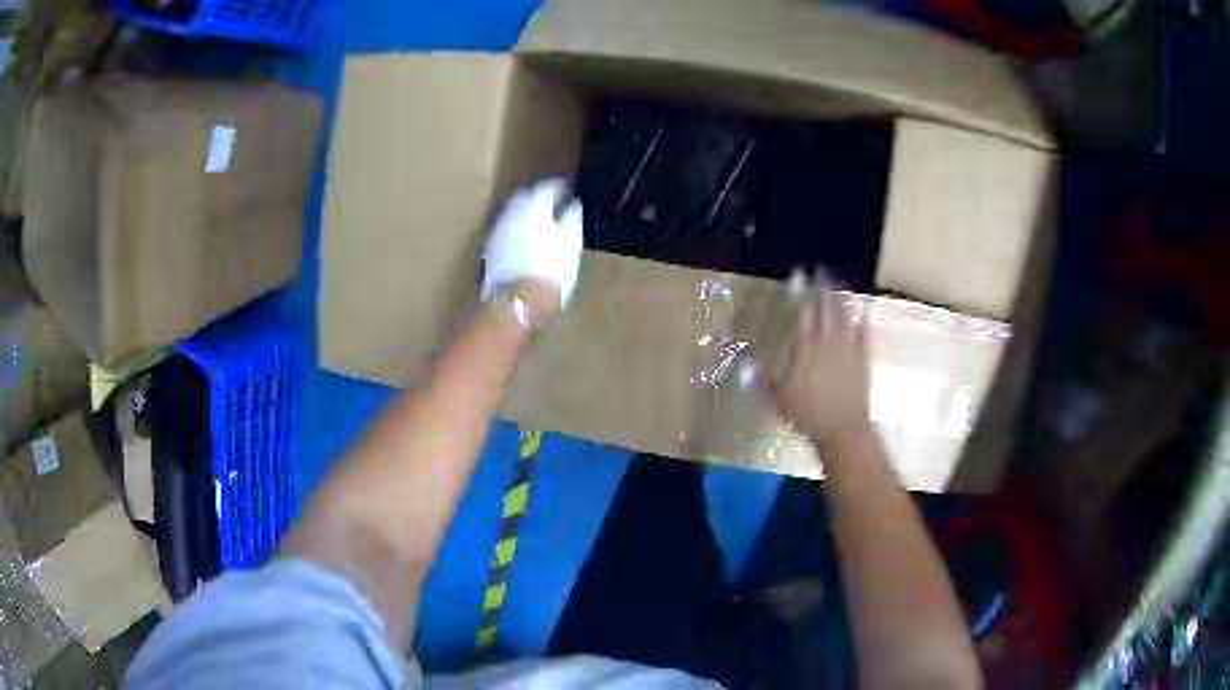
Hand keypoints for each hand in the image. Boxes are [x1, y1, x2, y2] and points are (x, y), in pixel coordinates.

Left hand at [481, 179, 582, 326]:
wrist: (516, 304)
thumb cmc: (550, 271)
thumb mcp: (570, 244)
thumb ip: (571, 220)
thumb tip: (572, 204)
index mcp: (533, 206)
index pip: (547, 187)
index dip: (560, 187)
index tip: (569, 191)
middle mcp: (510, 213)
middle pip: (523, 197)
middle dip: (537, 198)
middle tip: (553, 206)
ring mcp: (496, 233)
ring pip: (512, 215)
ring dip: (525, 216)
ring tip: (540, 225)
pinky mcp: (489, 253)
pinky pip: (505, 233)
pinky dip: (516, 233)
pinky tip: (525, 244)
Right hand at [770, 278, 871, 448]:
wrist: (843, 429)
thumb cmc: (808, 415)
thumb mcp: (778, 399)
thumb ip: (763, 377)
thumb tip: (744, 359)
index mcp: (806, 349)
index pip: (804, 314)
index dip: (802, 293)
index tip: (800, 277)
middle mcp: (828, 343)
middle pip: (826, 309)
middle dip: (823, 288)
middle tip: (820, 271)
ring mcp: (848, 349)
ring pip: (845, 316)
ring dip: (841, 297)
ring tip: (837, 281)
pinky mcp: (863, 358)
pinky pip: (864, 333)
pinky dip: (863, 319)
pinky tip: (864, 308)